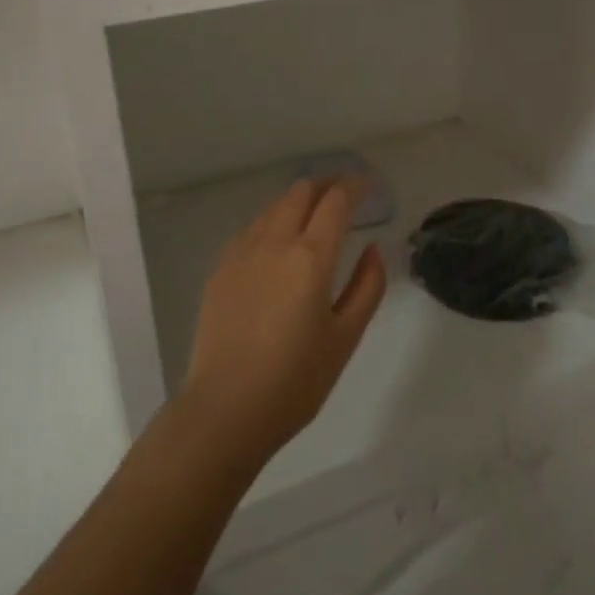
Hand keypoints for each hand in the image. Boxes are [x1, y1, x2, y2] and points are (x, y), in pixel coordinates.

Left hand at [179, 178, 386, 465]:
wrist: (225, 410)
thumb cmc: (295, 381)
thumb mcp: (346, 337)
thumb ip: (367, 286)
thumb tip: (373, 249)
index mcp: (310, 257)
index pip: (336, 201)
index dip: (355, 186)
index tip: (369, 187)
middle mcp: (274, 242)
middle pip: (301, 191)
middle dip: (327, 184)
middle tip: (346, 194)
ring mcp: (241, 252)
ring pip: (274, 206)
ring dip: (299, 200)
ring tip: (315, 216)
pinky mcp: (221, 268)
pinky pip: (253, 228)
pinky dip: (274, 221)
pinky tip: (279, 243)